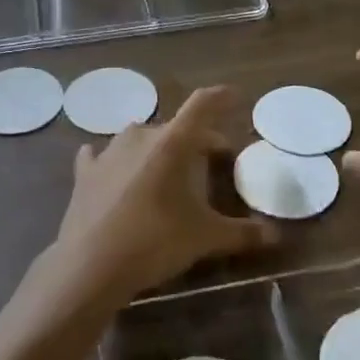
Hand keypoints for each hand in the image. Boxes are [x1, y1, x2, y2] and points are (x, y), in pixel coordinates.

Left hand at [51, 86, 277, 305]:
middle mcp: (141, 135)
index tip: (236, 96)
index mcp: (173, 142)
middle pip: (177, 127)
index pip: (203, 105)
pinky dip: (117, 161)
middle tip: (213, 159)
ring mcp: (109, 151)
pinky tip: (116, 172)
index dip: (222, 98)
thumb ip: (242, 233)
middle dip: (197, 140)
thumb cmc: (156, 241)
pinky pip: (104, 156)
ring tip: (169, 172)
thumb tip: (274, 236)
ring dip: (158, 149)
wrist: (91, 264)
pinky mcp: (85, 171)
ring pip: (142, 139)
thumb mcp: (205, 238)